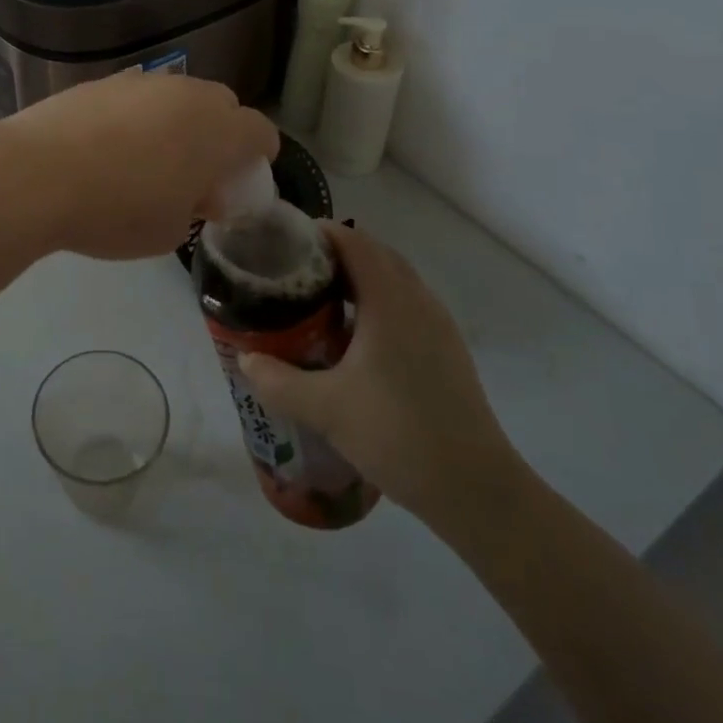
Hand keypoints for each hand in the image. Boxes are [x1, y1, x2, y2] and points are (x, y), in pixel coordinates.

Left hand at [0, 72, 278, 259]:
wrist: (36, 174)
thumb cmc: (115, 211)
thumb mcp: (169, 231)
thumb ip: (196, 206)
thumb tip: (199, 192)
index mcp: (217, 130)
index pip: (261, 131)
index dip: (259, 156)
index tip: (242, 180)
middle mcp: (186, 94)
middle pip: (223, 104)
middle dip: (221, 133)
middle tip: (198, 169)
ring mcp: (141, 81)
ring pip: (178, 95)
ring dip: (178, 120)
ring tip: (149, 157)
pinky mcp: (102, 81)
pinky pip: (137, 96)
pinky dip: (138, 115)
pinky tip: (108, 145)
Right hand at [238, 224, 520, 535]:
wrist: (477, 490)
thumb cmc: (398, 435)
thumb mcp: (324, 408)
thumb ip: (277, 381)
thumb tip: (245, 358)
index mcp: (389, 300)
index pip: (353, 240)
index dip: (318, 232)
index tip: (283, 242)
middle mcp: (417, 300)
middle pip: (374, 253)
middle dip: (334, 252)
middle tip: (294, 271)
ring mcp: (438, 324)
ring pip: (394, 279)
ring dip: (358, 277)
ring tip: (318, 300)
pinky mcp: (448, 350)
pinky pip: (407, 304)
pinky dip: (377, 302)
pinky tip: (355, 339)